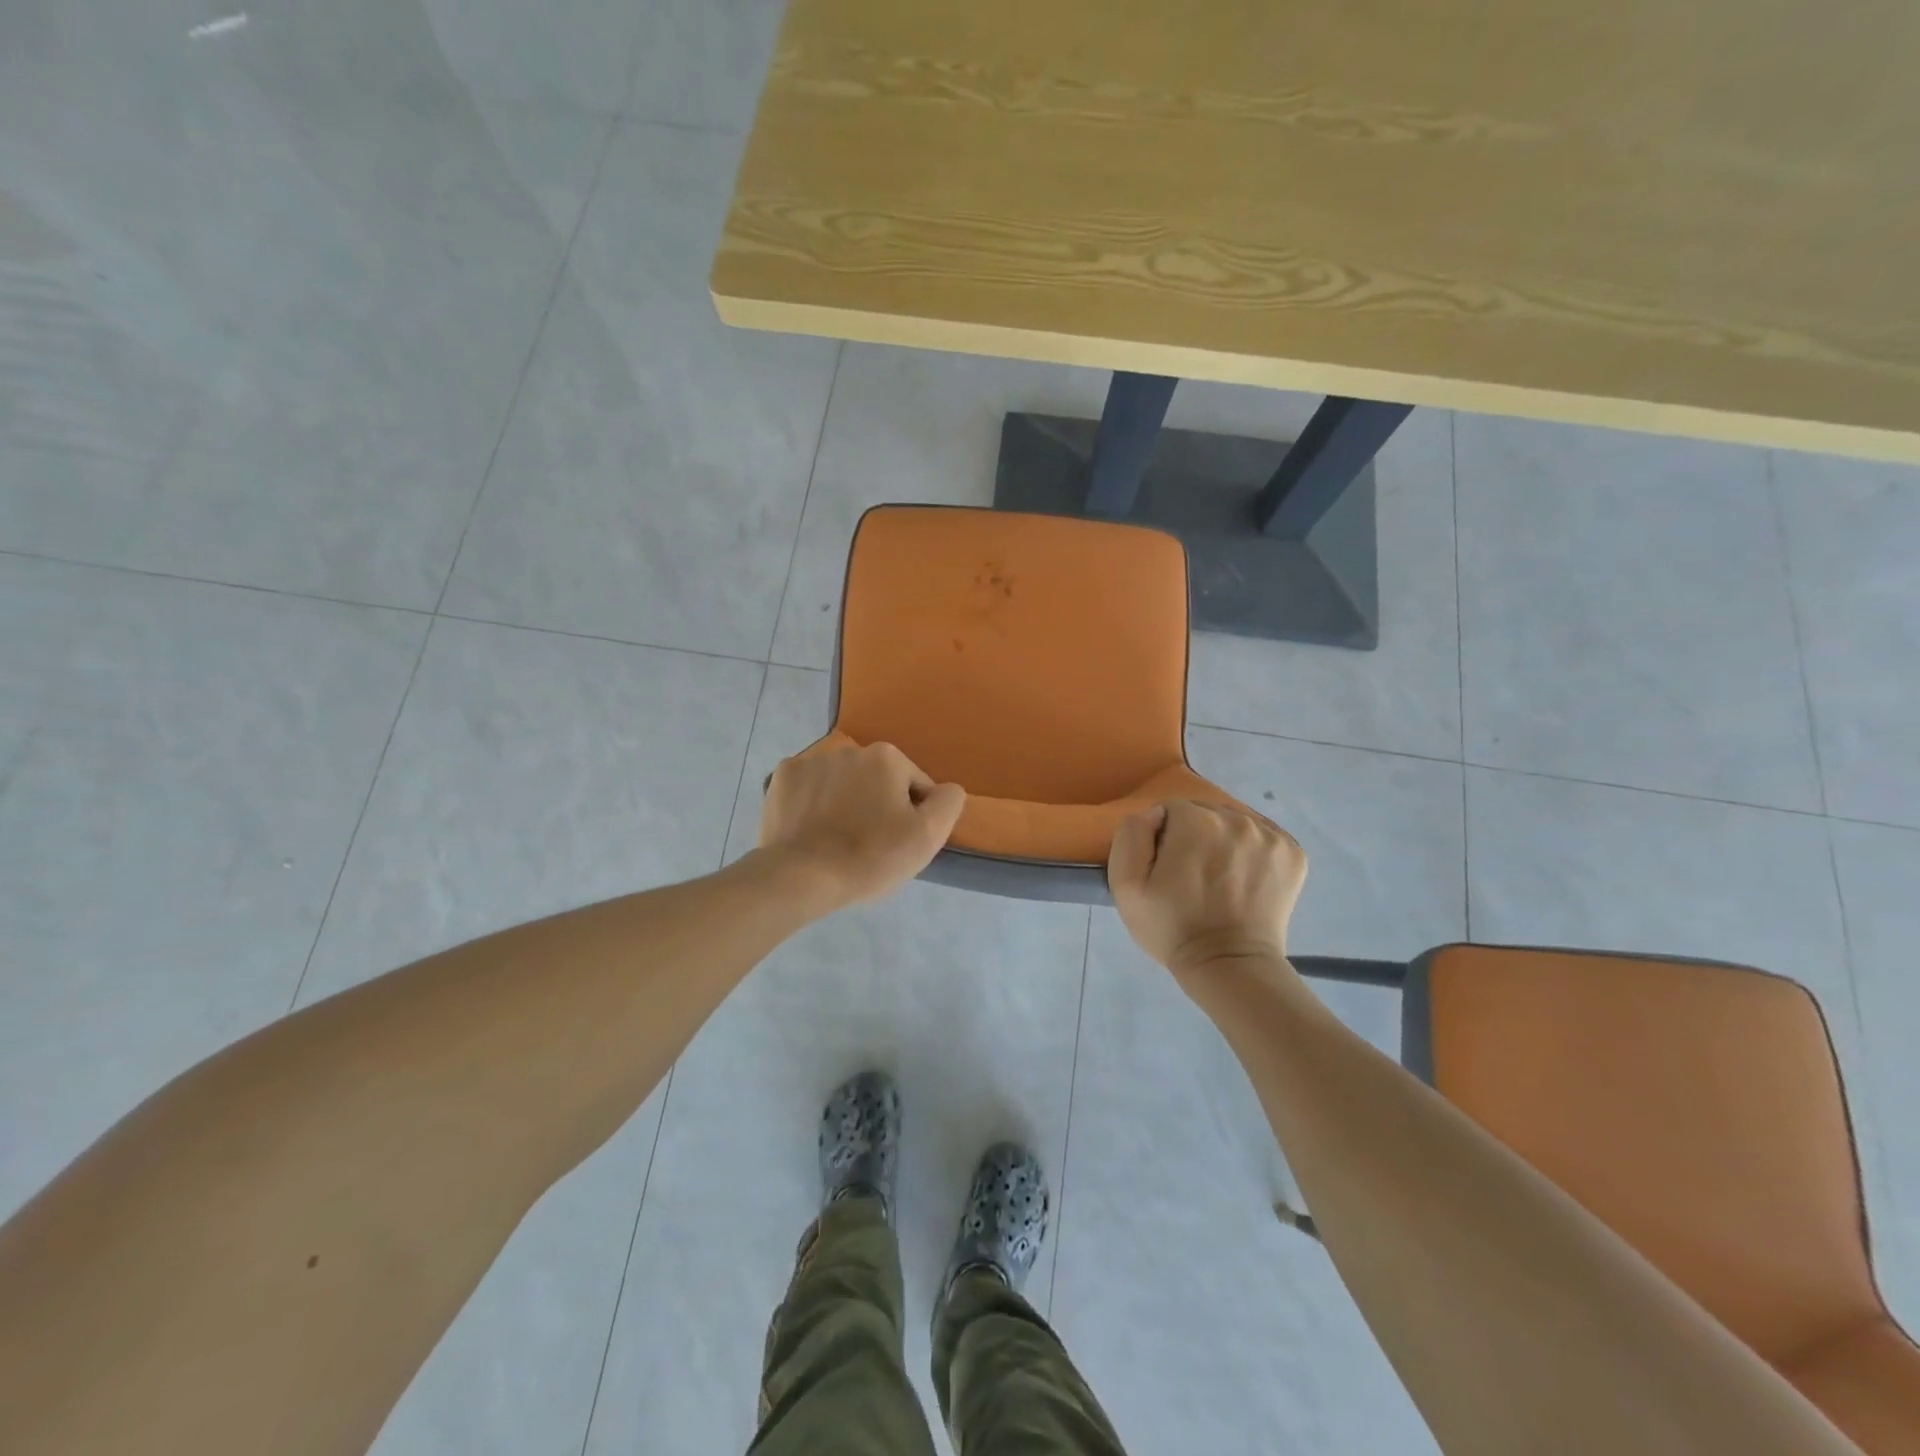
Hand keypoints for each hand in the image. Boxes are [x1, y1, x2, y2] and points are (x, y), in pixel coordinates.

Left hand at [758, 742, 965, 912]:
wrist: (800, 876)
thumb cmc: (870, 856)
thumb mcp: (927, 836)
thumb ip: (948, 802)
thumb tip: (946, 789)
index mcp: (887, 757)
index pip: (916, 786)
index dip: (914, 816)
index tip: (899, 844)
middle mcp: (849, 749)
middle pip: (878, 781)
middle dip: (878, 805)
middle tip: (871, 845)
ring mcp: (811, 761)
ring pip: (843, 783)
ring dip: (846, 802)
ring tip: (838, 840)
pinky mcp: (782, 778)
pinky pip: (810, 789)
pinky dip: (814, 804)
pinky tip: (812, 830)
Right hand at [1107, 800, 1307, 979]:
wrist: (1229, 966)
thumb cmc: (1171, 927)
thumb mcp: (1125, 884)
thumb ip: (1131, 834)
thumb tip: (1154, 815)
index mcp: (1195, 820)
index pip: (1170, 810)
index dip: (1163, 839)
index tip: (1166, 869)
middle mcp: (1237, 818)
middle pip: (1205, 812)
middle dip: (1195, 835)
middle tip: (1191, 875)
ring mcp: (1270, 835)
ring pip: (1235, 822)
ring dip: (1224, 841)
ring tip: (1220, 879)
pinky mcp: (1293, 853)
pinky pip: (1264, 837)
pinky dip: (1253, 851)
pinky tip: (1244, 879)